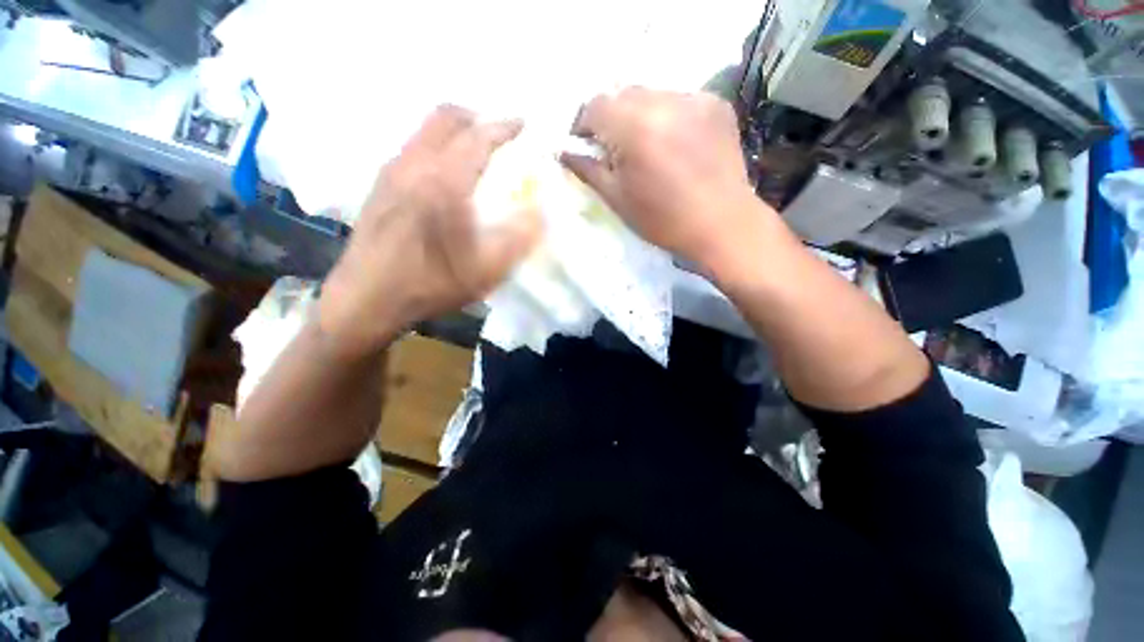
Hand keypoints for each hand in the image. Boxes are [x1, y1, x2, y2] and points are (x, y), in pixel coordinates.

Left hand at [319, 105, 539, 357]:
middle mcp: (414, 164)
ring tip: (477, 150)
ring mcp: (391, 171)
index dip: (504, 127)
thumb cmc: (431, 284)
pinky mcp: (380, 185)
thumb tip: (541, 211)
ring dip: (456, 130)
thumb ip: (519, 237)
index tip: (524, 124)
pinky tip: (446, 173)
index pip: (478, 137)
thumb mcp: (487, 270)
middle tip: (500, 133)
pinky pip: (413, 146)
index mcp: (444, 182)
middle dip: (478, 117)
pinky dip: (437, 144)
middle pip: (446, 116)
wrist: (367, 299)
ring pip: (426, 129)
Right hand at [560, 88, 769, 269]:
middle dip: (612, 118)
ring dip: (640, 115)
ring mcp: (695, 98)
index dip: (583, 124)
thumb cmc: (663, 220)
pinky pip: (680, 100)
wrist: (721, 224)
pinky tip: (675, 143)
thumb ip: (588, 170)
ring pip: (652, 94)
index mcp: (635, 128)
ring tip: (647, 147)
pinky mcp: (717, 104)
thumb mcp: (618, 199)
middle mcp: (665, 101)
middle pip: (623, 94)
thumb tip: (562, 152)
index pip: (595, 106)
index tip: (585, 145)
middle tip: (615, 148)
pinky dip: (668, 116)